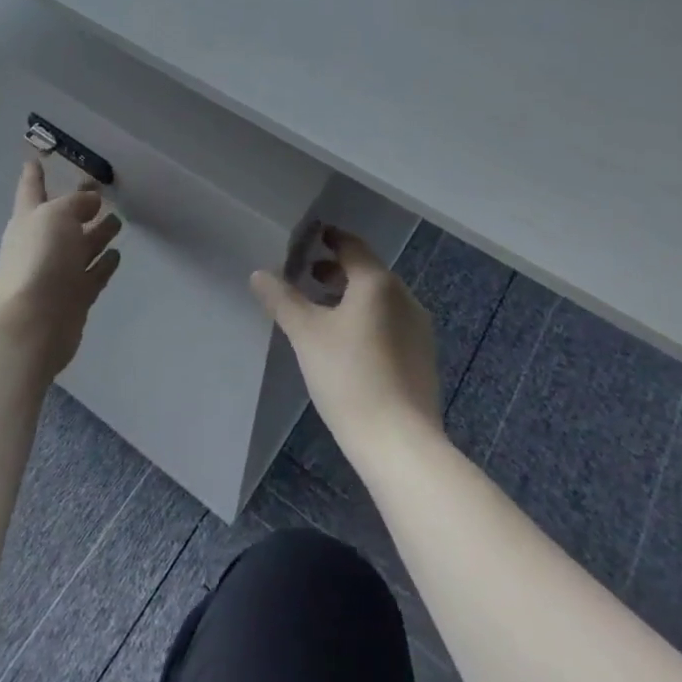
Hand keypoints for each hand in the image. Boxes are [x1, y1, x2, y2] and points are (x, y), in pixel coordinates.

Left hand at [0, 157, 122, 377]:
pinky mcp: (74, 297)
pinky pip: (93, 274)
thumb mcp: (57, 216)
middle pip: (63, 219)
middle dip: (79, 205)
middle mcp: (42, 242)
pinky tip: (117, 254)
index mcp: (29, 218)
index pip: (31, 188)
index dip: (34, 173)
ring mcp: (58, 272)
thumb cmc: (39, 259)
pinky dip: (104, 264)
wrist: (32, 324)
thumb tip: (91, 200)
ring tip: (117, 221)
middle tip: (101, 191)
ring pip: (81, 246)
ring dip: (97, 234)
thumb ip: (76, 203)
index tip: (36, 158)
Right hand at [250, 228, 440, 455]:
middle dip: (335, 270)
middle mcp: (404, 297)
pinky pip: (390, 323)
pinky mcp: (422, 357)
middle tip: (305, 276)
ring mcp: (418, 328)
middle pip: (367, 271)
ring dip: (350, 296)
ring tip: (321, 311)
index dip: (328, 239)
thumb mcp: (306, 334)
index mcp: (378, 282)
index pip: (352, 246)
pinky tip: (347, 345)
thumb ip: (282, 299)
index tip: (308, 239)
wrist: (399, 442)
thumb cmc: (348, 376)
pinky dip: (366, 319)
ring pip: (379, 299)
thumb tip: (259, 273)